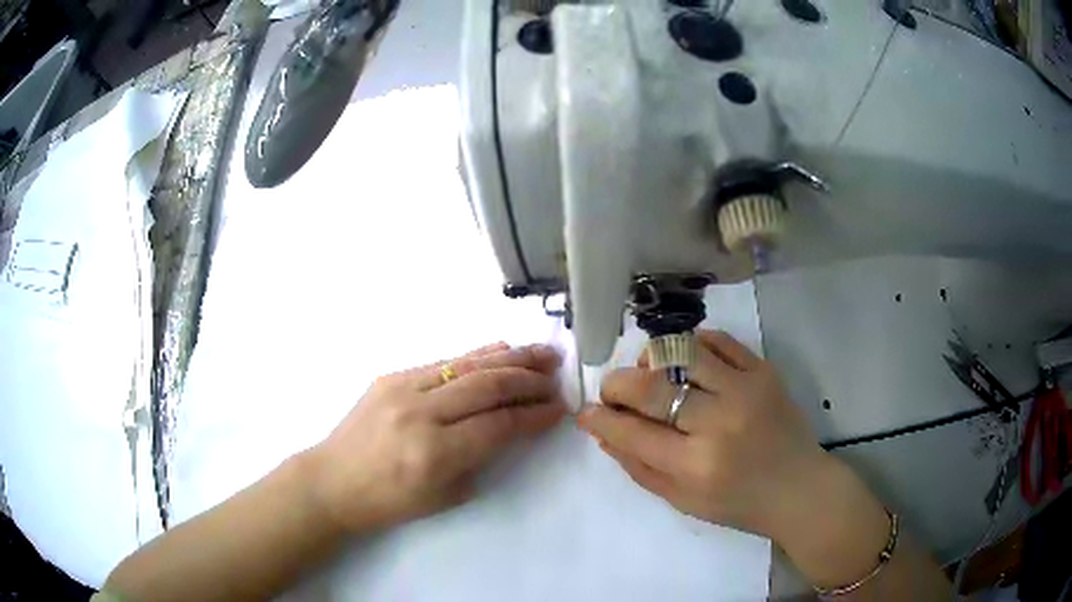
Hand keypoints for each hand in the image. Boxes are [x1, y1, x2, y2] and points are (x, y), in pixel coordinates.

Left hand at [309, 343, 565, 532]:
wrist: (332, 481)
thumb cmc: (388, 502)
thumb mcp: (445, 497)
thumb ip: (481, 458)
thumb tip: (512, 424)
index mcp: (435, 454)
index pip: (499, 425)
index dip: (534, 415)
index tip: (559, 409)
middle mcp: (421, 414)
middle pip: (488, 386)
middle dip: (529, 380)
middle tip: (557, 375)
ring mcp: (403, 388)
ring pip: (468, 364)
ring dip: (510, 357)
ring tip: (542, 352)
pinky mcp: (392, 376)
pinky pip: (444, 361)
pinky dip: (477, 355)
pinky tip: (500, 350)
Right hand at [578, 330, 897, 589]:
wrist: (799, 488)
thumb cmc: (738, 504)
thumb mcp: (682, 501)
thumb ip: (638, 466)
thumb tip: (602, 432)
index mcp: (695, 466)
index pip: (631, 431)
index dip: (599, 418)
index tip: (587, 411)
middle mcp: (718, 424)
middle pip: (650, 386)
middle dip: (616, 384)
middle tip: (613, 392)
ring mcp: (745, 391)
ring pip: (681, 350)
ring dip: (653, 358)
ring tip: (651, 372)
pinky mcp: (764, 371)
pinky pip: (718, 340)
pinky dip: (692, 344)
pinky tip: (686, 360)